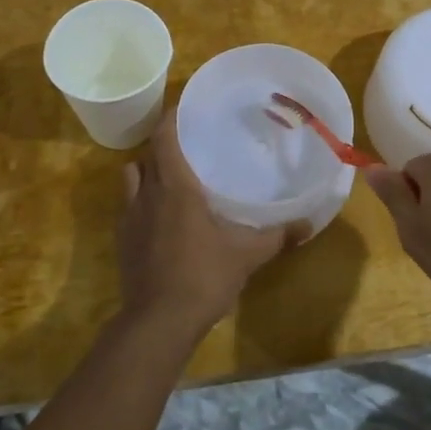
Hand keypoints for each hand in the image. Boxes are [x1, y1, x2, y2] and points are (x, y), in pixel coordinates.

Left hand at [117, 106, 304, 338]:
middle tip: (189, 145)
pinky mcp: (122, 242)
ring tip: (171, 179)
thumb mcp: (247, 255)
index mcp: (175, 187)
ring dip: (147, 173)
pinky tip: (162, 219)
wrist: (158, 322)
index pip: (165, 138)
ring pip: (131, 179)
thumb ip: (277, 236)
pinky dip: (142, 203)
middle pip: (147, 155)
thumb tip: (308, 225)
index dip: (171, 118)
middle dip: (163, 145)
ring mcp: (129, 219)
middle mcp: (147, 195)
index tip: (184, 108)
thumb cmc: (203, 276)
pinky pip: (128, 208)